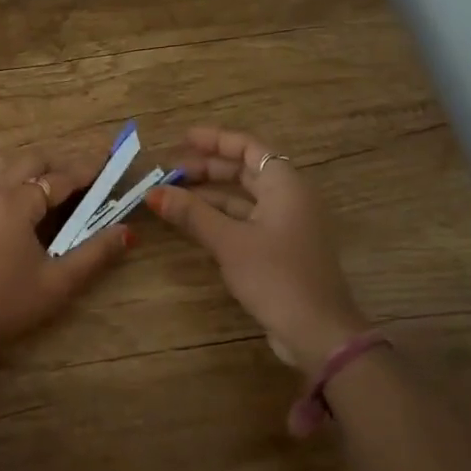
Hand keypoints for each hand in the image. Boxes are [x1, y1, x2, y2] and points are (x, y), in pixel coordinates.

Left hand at [0, 147, 131, 355]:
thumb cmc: (5, 305)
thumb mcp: (57, 283)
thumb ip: (94, 254)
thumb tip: (125, 231)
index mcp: (15, 203)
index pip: (59, 177)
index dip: (86, 171)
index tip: (108, 165)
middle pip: (29, 161)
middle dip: (59, 163)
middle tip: (84, 176)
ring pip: (3, 164)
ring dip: (30, 166)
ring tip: (51, 184)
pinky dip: (8, 176)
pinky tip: (19, 201)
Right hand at [146, 126, 367, 375]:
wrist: (317, 331)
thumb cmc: (276, 276)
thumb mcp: (229, 242)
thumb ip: (192, 214)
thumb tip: (153, 192)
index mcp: (285, 185)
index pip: (248, 147)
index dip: (215, 139)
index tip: (182, 139)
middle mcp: (289, 197)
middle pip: (245, 170)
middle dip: (207, 167)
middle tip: (170, 171)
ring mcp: (286, 224)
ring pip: (243, 197)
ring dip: (209, 194)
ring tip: (172, 194)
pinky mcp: (279, 249)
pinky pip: (245, 220)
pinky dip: (219, 217)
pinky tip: (192, 222)